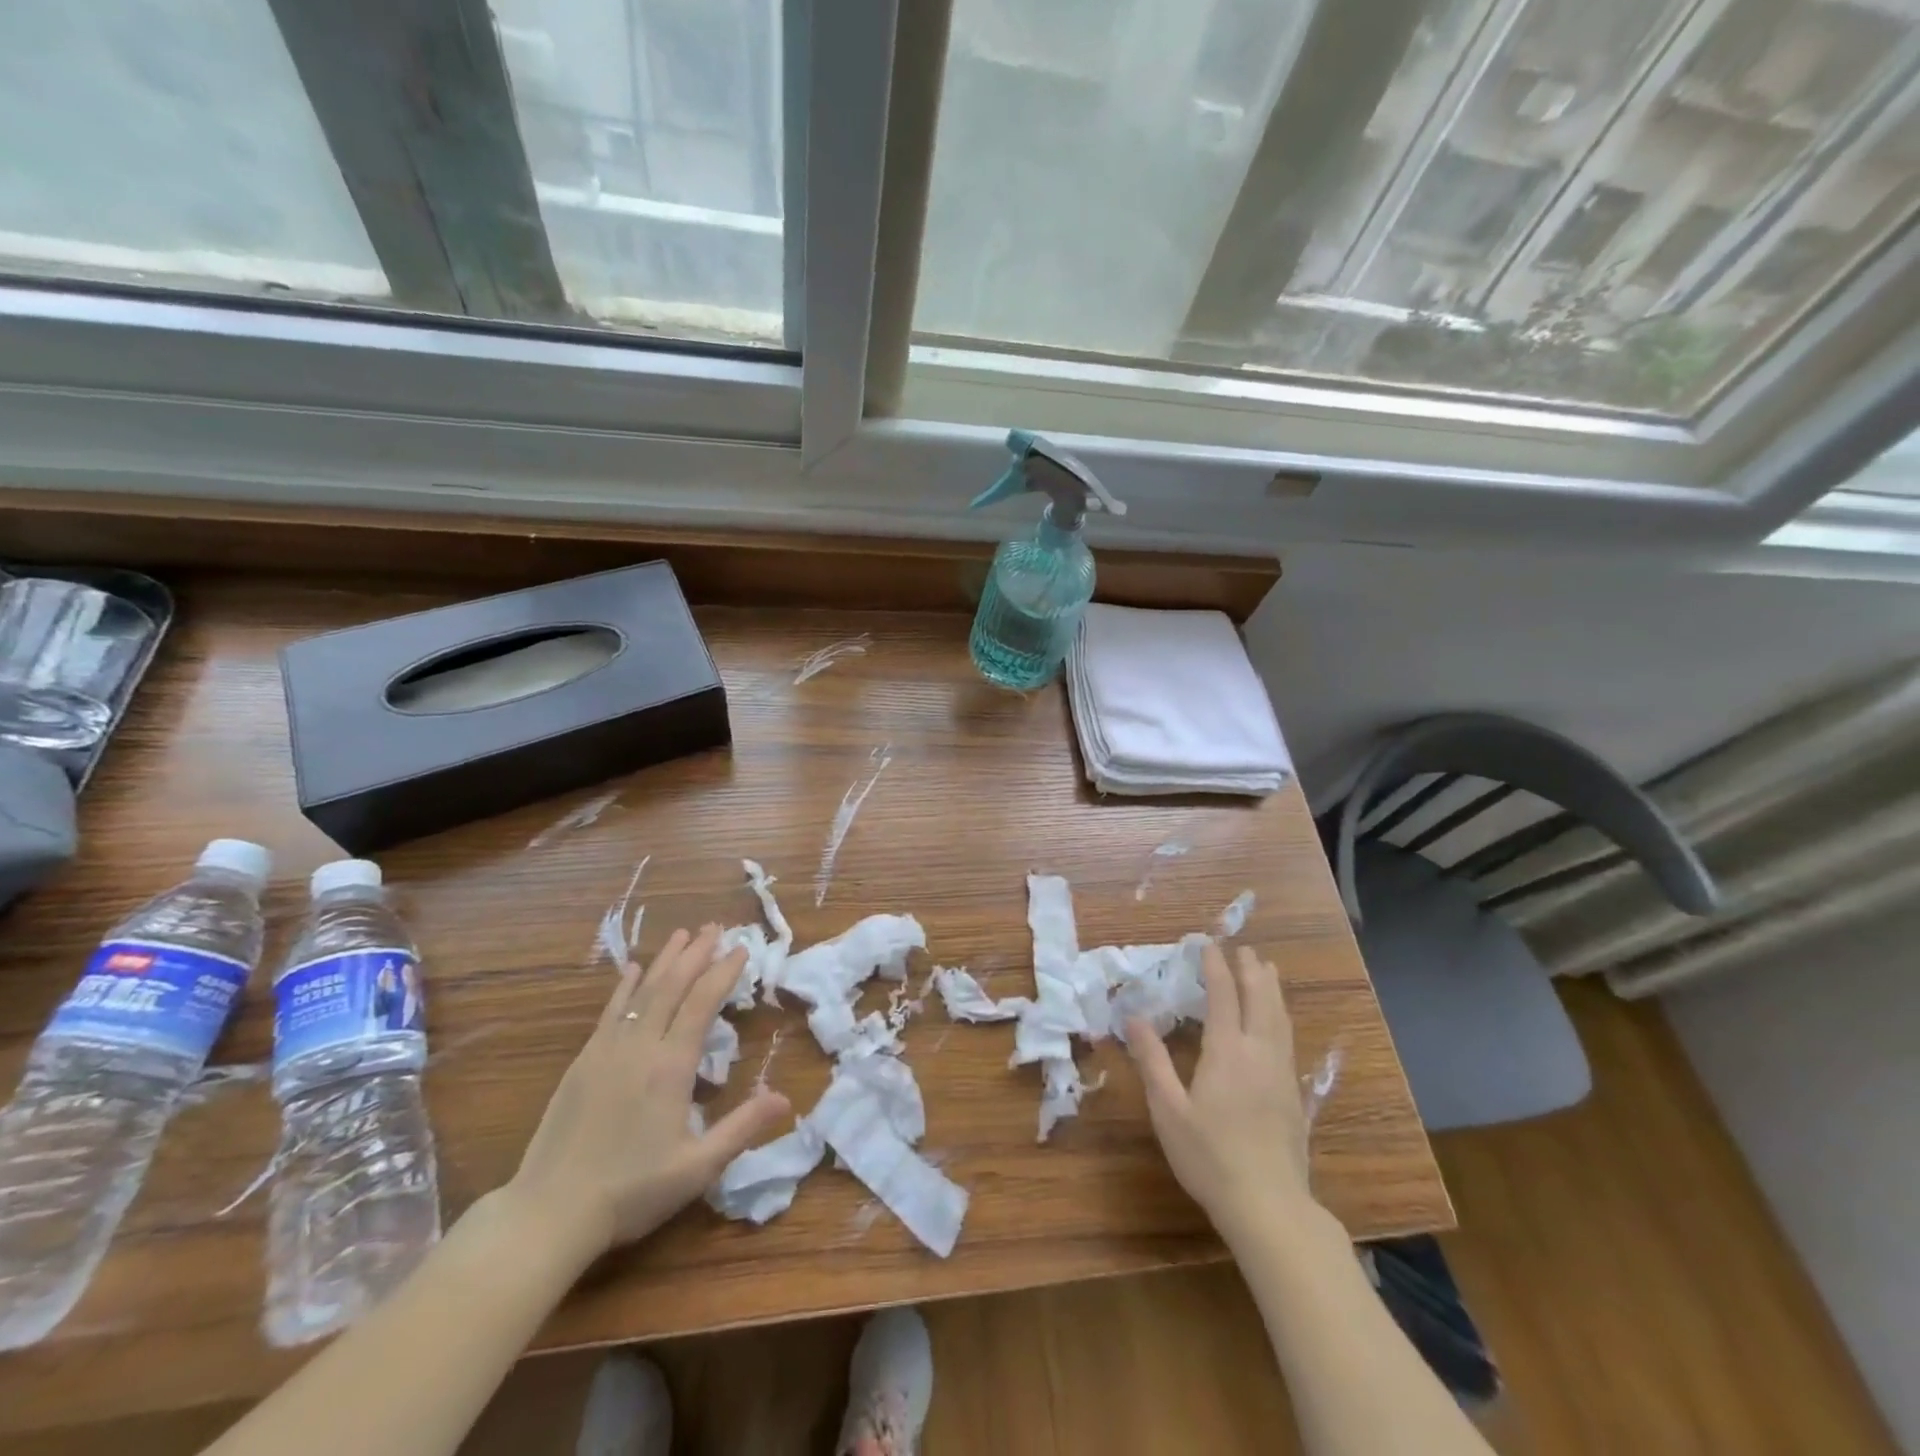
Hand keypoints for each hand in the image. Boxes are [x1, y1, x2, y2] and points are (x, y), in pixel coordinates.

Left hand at [503, 925, 789, 1266]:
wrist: (549, 1212)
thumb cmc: (631, 1191)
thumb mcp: (697, 1168)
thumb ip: (742, 1128)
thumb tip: (785, 1097)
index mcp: (671, 1067)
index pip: (702, 1003)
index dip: (723, 972)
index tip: (741, 949)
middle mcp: (640, 1047)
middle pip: (672, 986)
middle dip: (696, 953)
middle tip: (715, 927)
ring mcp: (607, 1051)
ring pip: (641, 992)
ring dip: (664, 960)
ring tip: (682, 934)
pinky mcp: (582, 1062)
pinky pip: (610, 1012)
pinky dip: (625, 987)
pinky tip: (632, 971)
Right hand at [1126, 941, 1315, 1236]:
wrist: (1269, 1206)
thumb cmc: (1210, 1156)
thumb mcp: (1168, 1109)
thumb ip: (1152, 1060)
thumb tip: (1134, 1017)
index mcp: (1227, 1052)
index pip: (1223, 996)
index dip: (1215, 968)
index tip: (1208, 945)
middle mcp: (1258, 1053)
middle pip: (1259, 999)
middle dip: (1250, 970)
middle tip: (1241, 948)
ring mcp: (1280, 1073)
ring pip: (1279, 1017)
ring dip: (1270, 988)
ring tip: (1266, 968)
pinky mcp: (1293, 1093)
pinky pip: (1287, 1037)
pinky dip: (1280, 1015)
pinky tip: (1277, 1020)